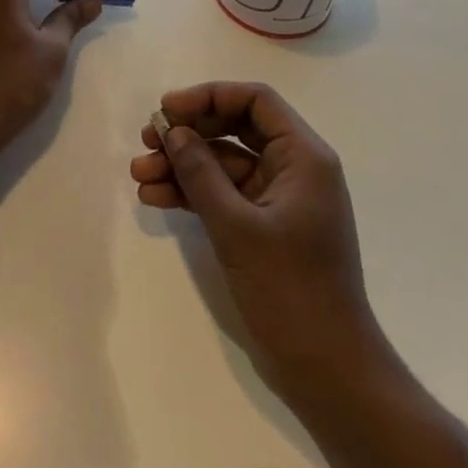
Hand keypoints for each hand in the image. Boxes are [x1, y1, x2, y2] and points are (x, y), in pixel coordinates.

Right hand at [131, 81, 384, 394]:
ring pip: (224, 162)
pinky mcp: (264, 226)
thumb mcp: (237, 226)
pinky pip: (224, 194)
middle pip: (235, 127)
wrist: (328, 371)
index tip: (168, 109)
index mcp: (303, 156)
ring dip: (183, 165)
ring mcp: (278, 198)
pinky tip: (156, 198)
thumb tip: (173, 131)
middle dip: (189, 131)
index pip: (255, 101)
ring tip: (139, 175)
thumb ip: (201, 173)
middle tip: (147, 140)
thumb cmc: (291, 289)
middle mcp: (294, 168)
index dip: (209, 96)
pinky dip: (193, 193)